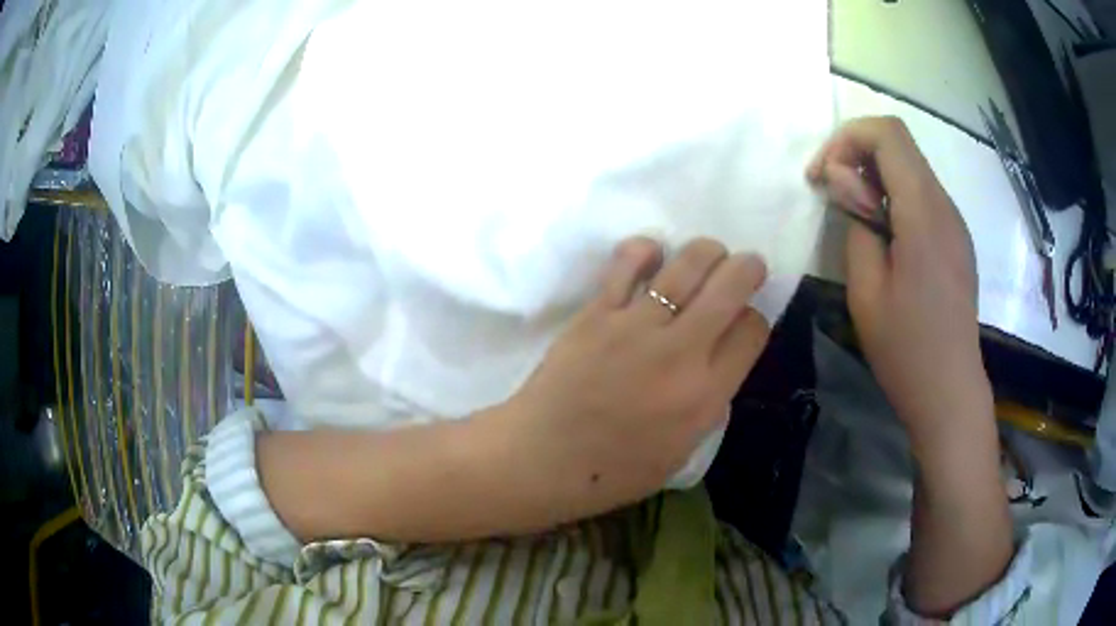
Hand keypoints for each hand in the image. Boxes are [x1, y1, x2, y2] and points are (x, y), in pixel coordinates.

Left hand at [500, 237, 769, 514]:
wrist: (541, 460)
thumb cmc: (612, 471)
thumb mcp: (682, 451)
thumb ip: (708, 404)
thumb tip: (718, 363)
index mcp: (705, 395)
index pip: (752, 330)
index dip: (755, 319)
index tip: (744, 322)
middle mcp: (680, 352)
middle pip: (732, 284)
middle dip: (748, 268)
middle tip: (746, 268)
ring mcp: (635, 326)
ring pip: (688, 263)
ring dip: (708, 252)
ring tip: (708, 256)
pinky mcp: (596, 312)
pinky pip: (627, 263)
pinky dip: (646, 251)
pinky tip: (652, 256)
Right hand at [807, 117, 991, 439]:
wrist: (950, 391)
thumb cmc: (905, 350)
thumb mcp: (866, 291)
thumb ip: (855, 223)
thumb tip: (843, 179)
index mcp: (923, 214)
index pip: (887, 134)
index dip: (846, 138)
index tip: (822, 175)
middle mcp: (945, 206)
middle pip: (899, 143)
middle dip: (855, 152)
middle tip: (830, 192)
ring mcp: (954, 221)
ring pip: (910, 166)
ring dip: (873, 174)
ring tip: (852, 214)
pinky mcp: (955, 238)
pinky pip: (922, 194)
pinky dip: (893, 195)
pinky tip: (881, 233)